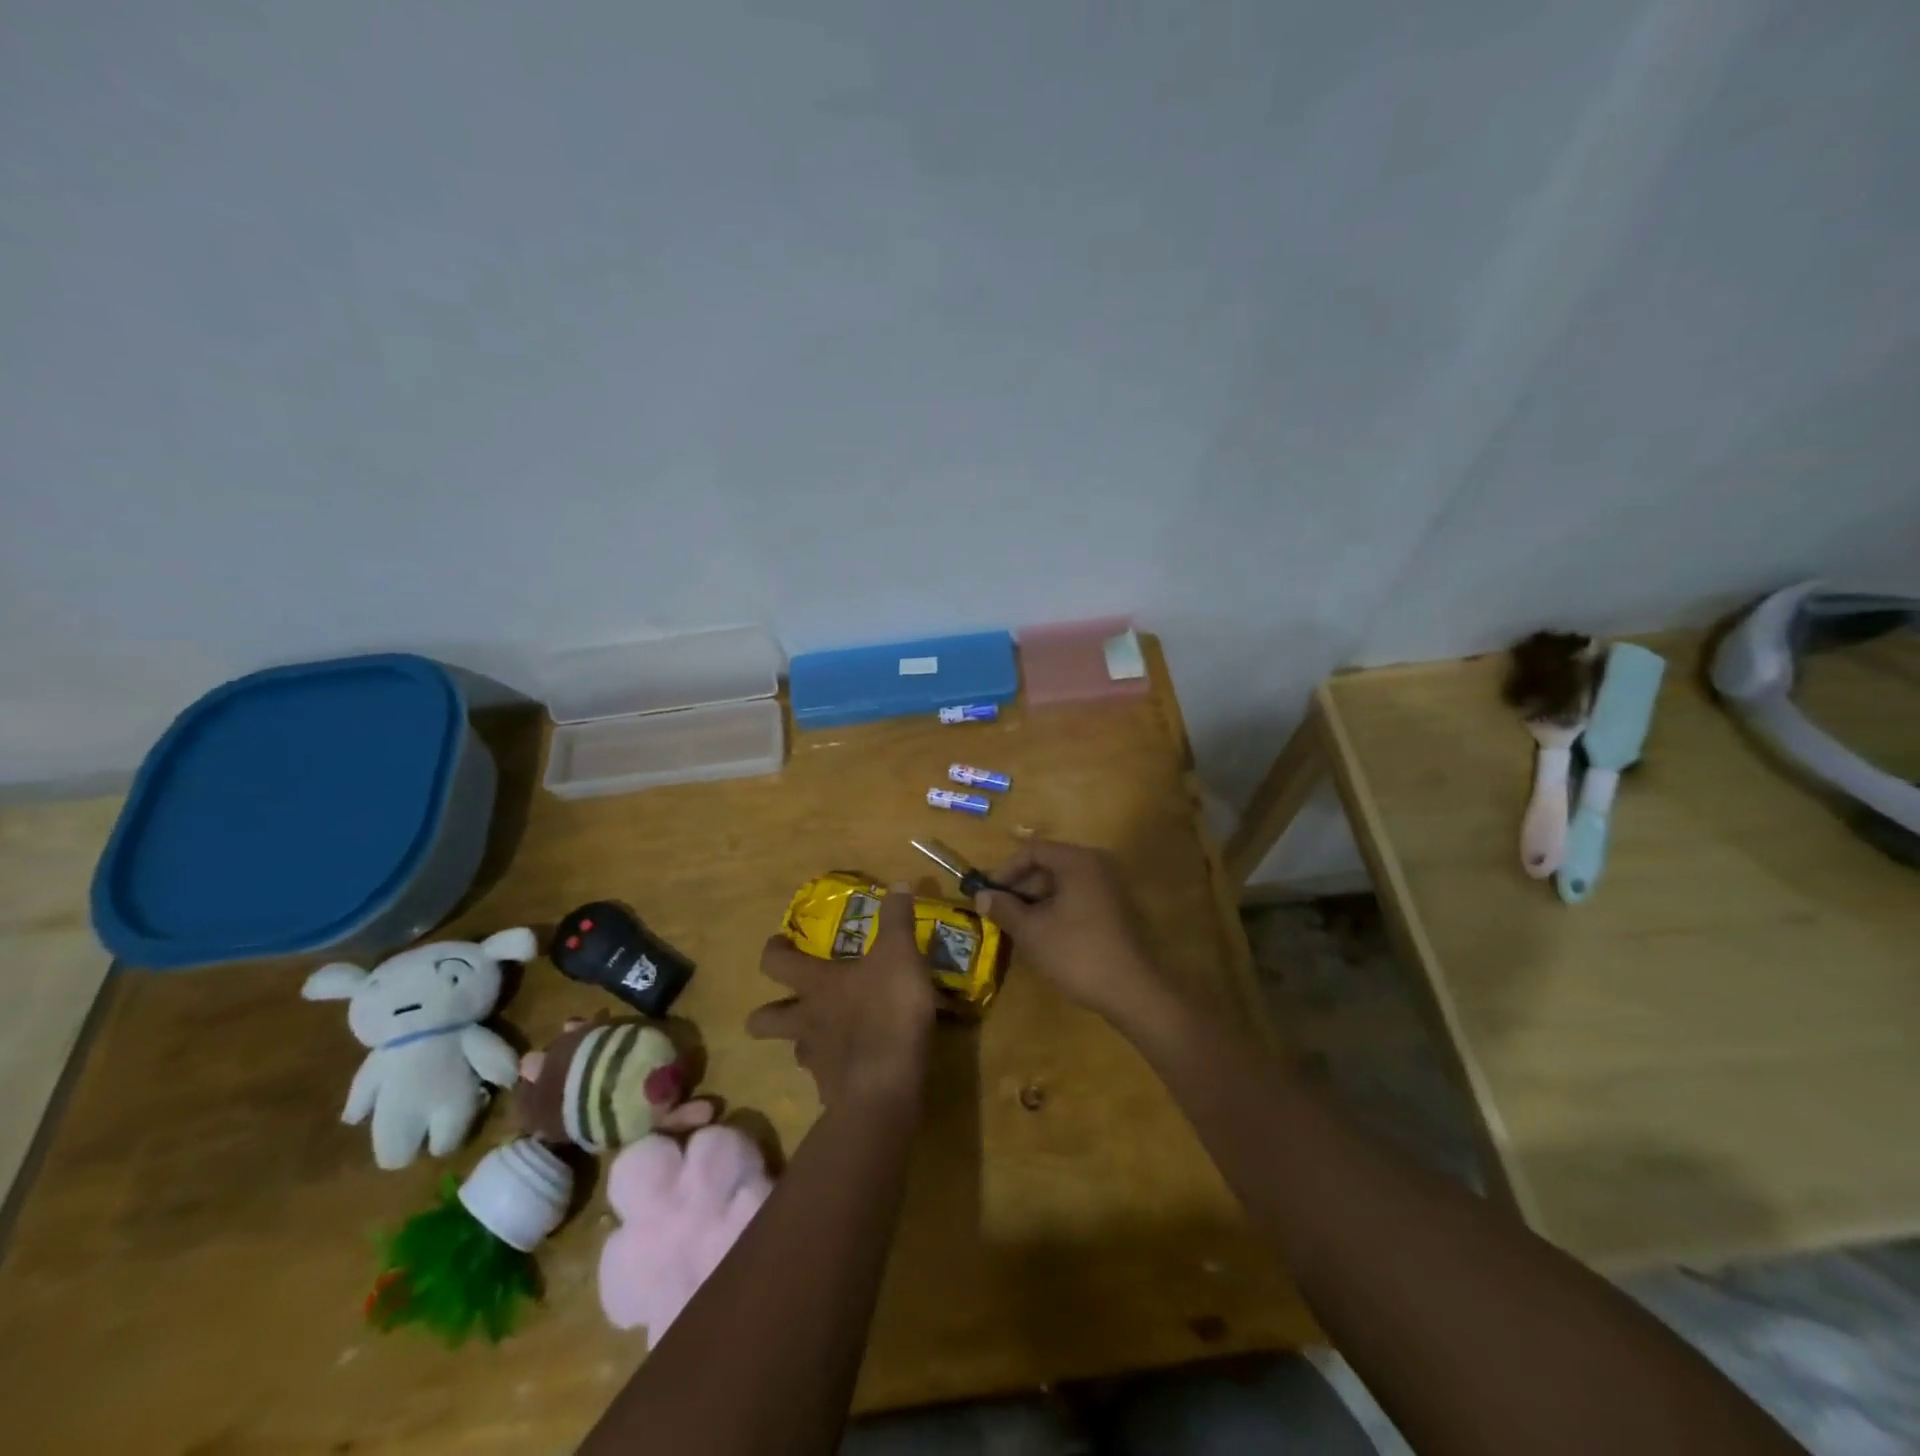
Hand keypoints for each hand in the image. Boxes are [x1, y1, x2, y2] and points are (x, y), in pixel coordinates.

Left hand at [749, 883, 935, 1109]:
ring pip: (795, 1050)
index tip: (779, 944)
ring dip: (805, 1041)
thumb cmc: (887, 1010)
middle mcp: (806, 1020)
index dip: (773, 951)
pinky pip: (827, 1079)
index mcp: (816, 984)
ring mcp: (816, 1060)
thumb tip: (899, 884)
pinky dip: (837, 1071)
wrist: (885, 1086)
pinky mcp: (833, 1091)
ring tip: (826, 1036)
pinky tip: (858, 1065)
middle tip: (787, 1003)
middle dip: (767, 1013)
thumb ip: (897, 920)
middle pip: (764, 1019)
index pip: (775, 963)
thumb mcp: (900, 954)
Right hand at [974, 840, 1167, 1027]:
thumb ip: (1003, 908)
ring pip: (1063, 884)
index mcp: (1077, 861)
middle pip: (1049, 865)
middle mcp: (1097, 865)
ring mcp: (1110, 887)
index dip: (1005, 871)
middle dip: (1021, 888)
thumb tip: (981, 896)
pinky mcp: (1116, 909)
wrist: (1131, 990)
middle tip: (1000, 913)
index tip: (988, 895)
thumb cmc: (1076, 952)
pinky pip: (1078, 898)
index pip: (1032, 851)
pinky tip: (1044, 936)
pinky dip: (1057, 910)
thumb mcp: (1030, 930)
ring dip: (1037, 902)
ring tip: (1017, 928)